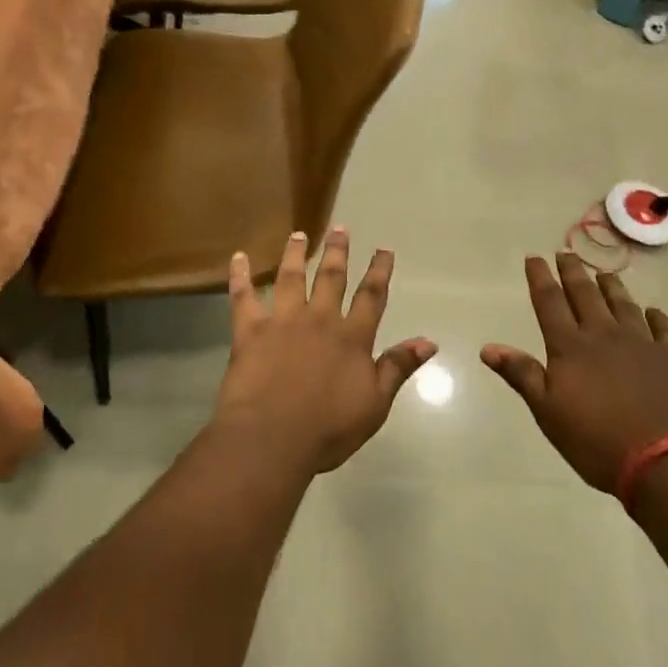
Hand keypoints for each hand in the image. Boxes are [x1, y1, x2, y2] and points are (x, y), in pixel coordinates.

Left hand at [215, 227, 437, 474]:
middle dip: (337, 252)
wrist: (273, 439)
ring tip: (299, 234)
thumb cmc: (328, 429)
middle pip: (331, 278)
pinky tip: (238, 257)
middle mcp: (319, 320)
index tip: (384, 249)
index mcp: (351, 338)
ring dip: (295, 254)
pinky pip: (243, 298)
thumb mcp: (375, 404)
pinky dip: (240, 276)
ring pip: (290, 278)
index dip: (379, 271)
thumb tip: (429, 341)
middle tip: (340, 227)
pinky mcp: (250, 331)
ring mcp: (283, 322)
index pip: (371, 296)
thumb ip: (398, 367)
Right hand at [481, 254, 667, 493]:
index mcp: (570, 347)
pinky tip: (652, 312)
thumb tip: (488, 347)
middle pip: (585, 295)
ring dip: (611, 287)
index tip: (534, 258)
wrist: (666, 461)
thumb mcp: (548, 412)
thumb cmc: (596, 441)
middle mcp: (604, 335)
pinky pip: (663, 328)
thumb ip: (522, 375)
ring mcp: (642, 343)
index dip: (540, 278)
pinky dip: (656, 316)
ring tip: (604, 273)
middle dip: (573, 272)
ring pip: (623, 304)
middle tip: (566, 253)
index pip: (550, 302)